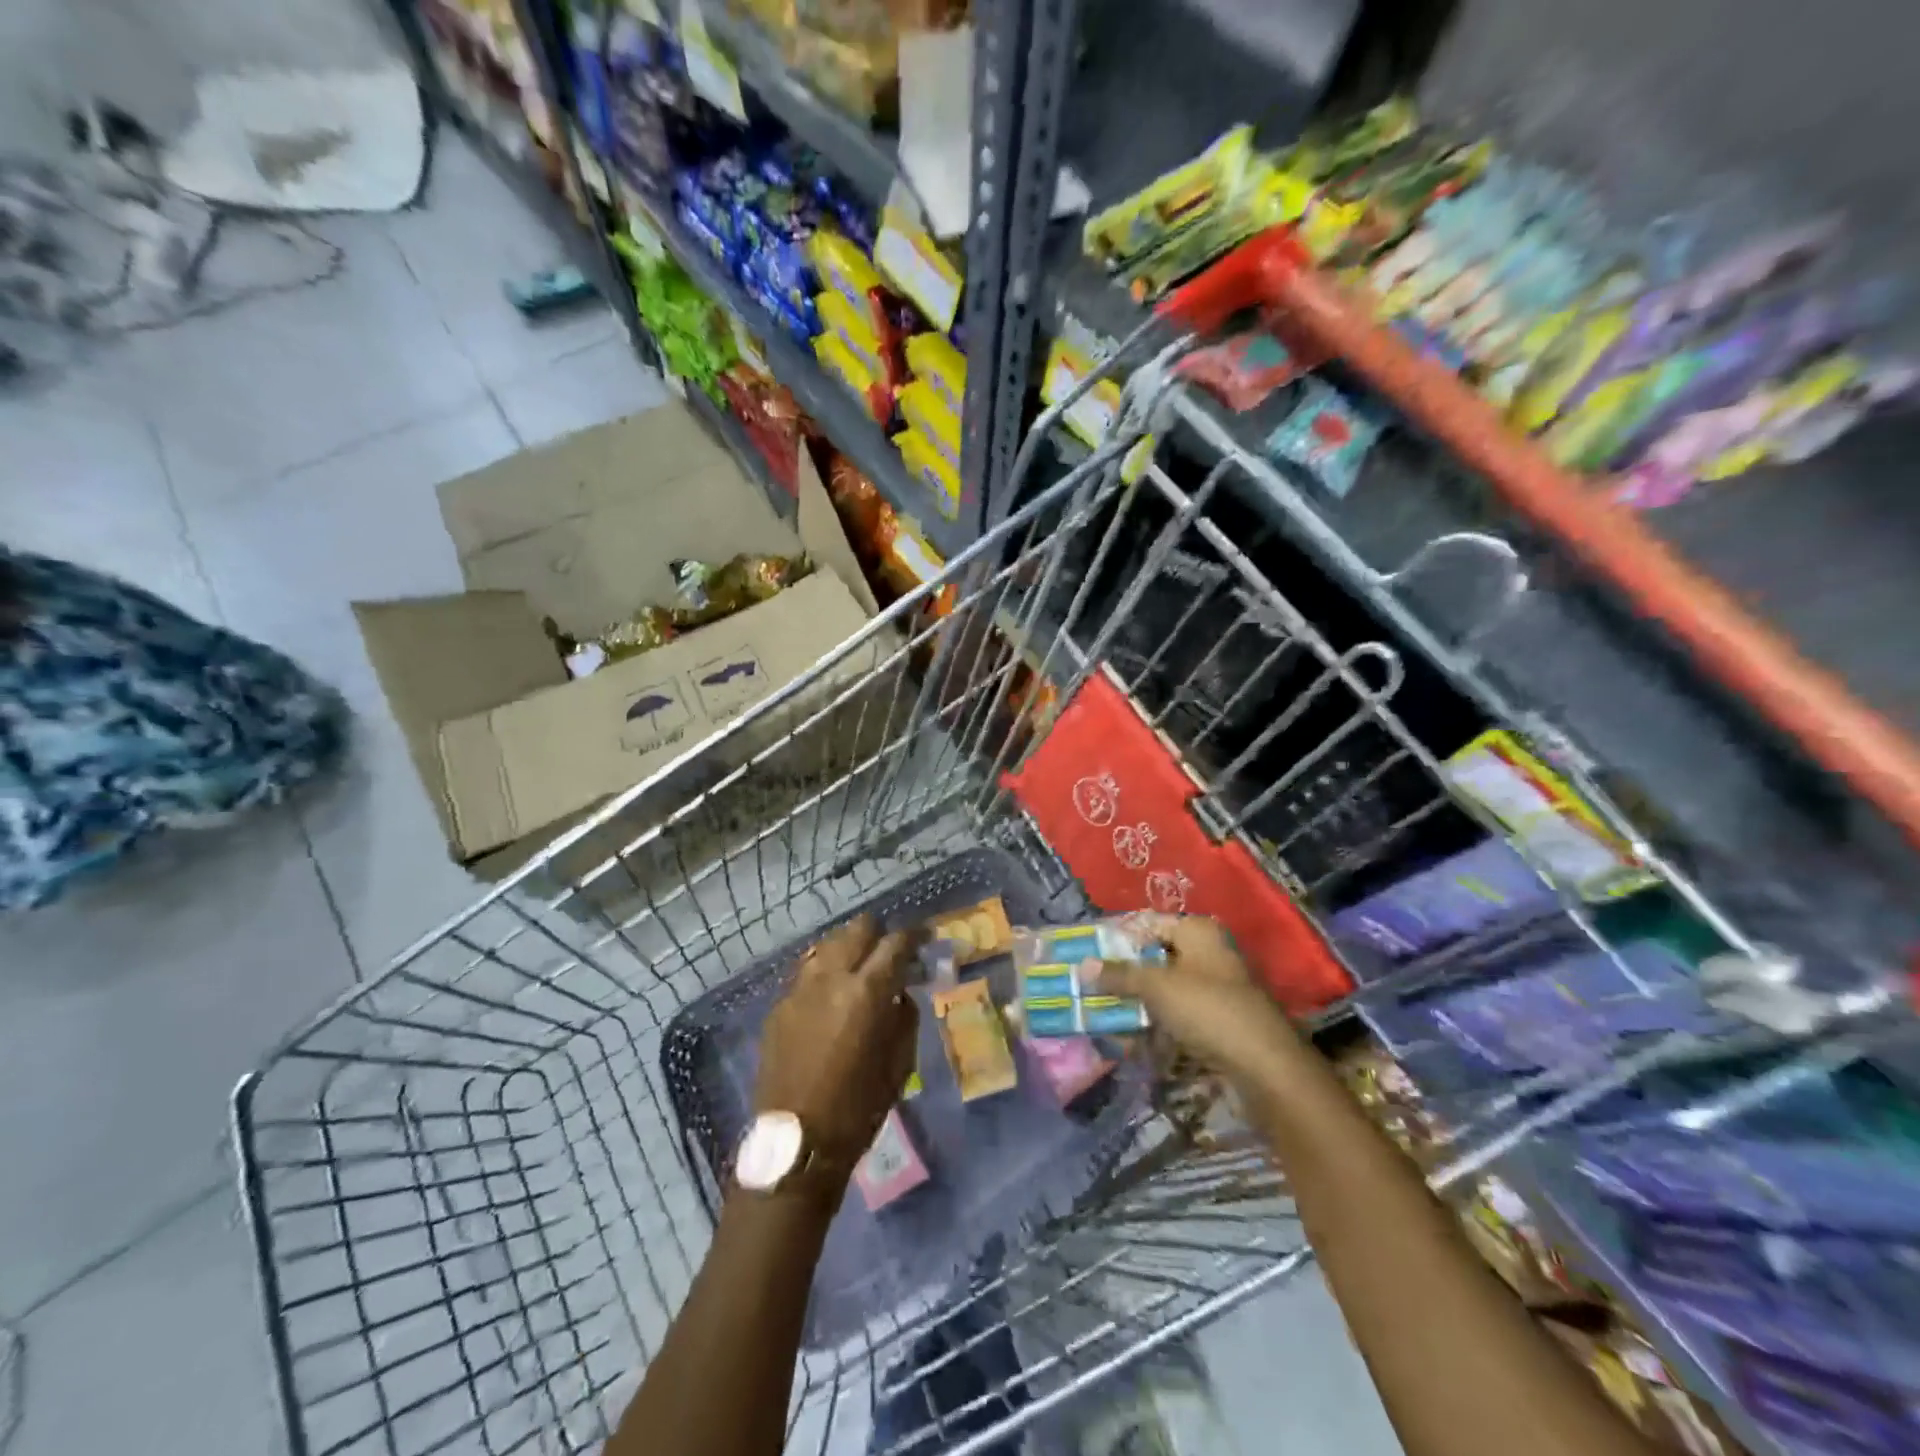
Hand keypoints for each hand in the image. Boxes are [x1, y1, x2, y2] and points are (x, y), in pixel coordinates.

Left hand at [755, 913, 919, 1171]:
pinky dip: (825, 972)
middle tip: (890, 953)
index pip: (895, 943)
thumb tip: (901, 993)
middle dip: (878, 935)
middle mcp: (831, 977)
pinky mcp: (779, 1006)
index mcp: (867, 991)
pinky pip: (807, 972)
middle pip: (857, 929)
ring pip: (828, 944)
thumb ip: (905, 1017)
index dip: (914, 935)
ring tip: (859, 969)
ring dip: (849, 948)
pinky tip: (831, 994)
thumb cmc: (858, 1108)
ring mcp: (800, 988)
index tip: (924, 936)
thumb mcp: (899, 1063)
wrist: (795, 1143)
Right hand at [1088, 915, 1300, 1079]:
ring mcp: (1218, 987)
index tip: (1087, 956)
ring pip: (1167, 990)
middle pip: (1156, 958)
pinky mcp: (1221, 1020)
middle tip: (1092, 990)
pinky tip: (1136, 1042)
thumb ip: (1119, 975)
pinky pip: (1181, 1015)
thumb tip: (1082, 966)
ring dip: (1139, 1005)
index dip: (1117, 939)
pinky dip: (1159, 1025)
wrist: (1266, 1065)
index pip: (1148, 924)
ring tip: (1108, 1019)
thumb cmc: (1208, 1009)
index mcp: (1198, 931)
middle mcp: (1209, 952)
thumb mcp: (1156, 987)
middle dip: (1125, 976)